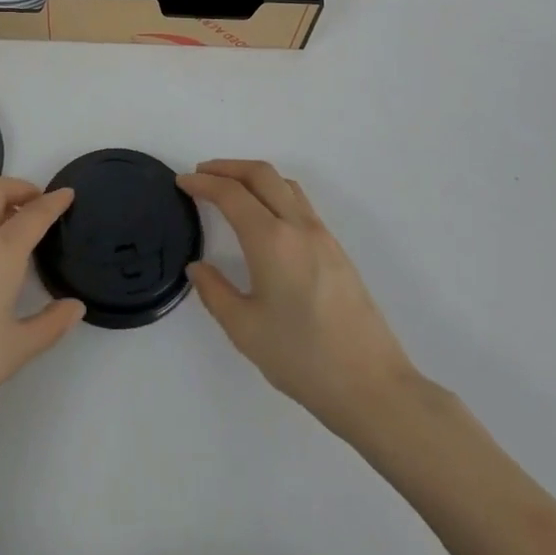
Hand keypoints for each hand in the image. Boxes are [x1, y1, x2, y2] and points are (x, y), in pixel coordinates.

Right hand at [179, 160, 420, 438]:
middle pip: (261, 174)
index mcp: (271, 241)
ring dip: (253, 176)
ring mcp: (322, 235)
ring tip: (231, 188)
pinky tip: (264, 216)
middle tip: (202, 174)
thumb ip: (215, 292)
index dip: (203, 182)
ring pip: (284, 184)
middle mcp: (298, 226)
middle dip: (228, 167)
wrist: (373, 387)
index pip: (232, 194)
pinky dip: (274, 192)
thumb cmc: (303, 359)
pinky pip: (299, 202)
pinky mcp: (337, 249)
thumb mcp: (245, 331)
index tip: (182, 182)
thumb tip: (198, 267)